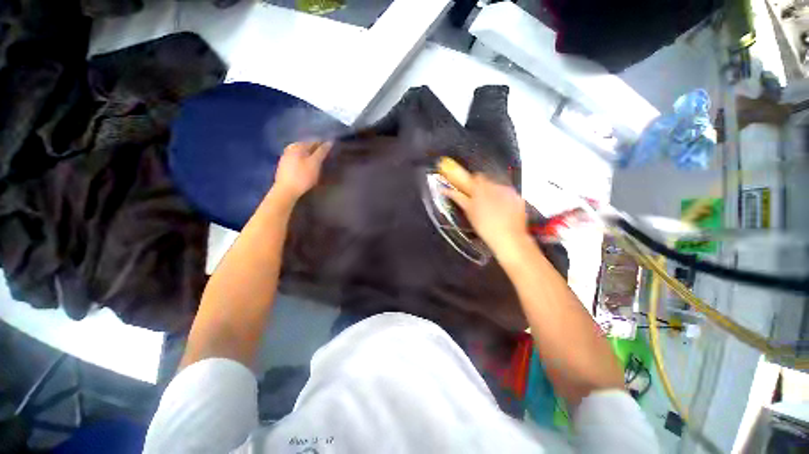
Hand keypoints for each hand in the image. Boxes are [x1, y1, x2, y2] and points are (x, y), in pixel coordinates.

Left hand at [272, 141, 331, 201]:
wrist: (286, 191)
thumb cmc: (303, 176)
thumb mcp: (315, 163)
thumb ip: (322, 152)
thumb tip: (329, 142)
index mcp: (298, 146)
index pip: (314, 141)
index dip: (323, 145)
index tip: (331, 150)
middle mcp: (290, 149)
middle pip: (306, 147)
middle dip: (316, 150)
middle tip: (326, 157)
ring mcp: (285, 157)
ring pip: (301, 153)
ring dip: (310, 156)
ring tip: (318, 162)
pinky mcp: (284, 167)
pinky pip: (297, 160)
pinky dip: (304, 161)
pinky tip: (307, 167)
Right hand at [443, 173, 530, 263]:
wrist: (509, 238)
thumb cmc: (484, 226)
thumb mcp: (469, 212)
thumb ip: (458, 197)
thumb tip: (445, 190)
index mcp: (482, 188)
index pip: (476, 177)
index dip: (472, 183)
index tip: (470, 191)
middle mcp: (497, 186)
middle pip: (488, 182)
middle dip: (484, 189)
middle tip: (480, 203)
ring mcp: (510, 192)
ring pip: (499, 188)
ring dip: (494, 195)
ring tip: (493, 210)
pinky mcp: (519, 199)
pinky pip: (509, 195)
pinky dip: (505, 201)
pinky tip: (504, 213)